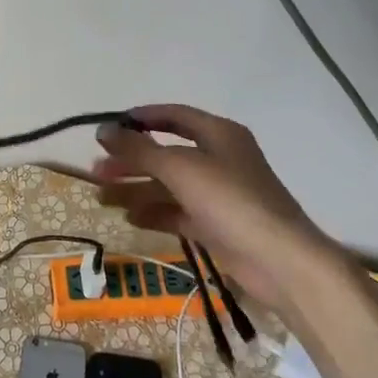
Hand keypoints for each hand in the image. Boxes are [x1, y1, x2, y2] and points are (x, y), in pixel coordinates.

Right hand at [94, 103, 336, 308]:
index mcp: (218, 133)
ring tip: (102, 197)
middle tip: (97, 170)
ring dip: (137, 189)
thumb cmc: (231, 200)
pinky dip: (154, 213)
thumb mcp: (181, 168)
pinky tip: (129, 217)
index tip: (110, 128)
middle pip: (167, 153)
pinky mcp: (217, 226)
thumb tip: (103, 131)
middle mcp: (219, 158)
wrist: (281, 261)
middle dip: (132, 161)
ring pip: (169, 185)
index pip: (174, 116)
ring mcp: (219, 194)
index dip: (142, 119)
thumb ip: (139, 149)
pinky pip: (178, 212)